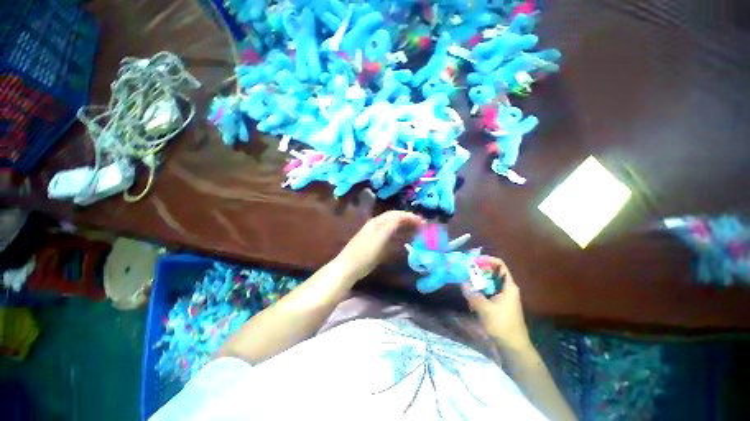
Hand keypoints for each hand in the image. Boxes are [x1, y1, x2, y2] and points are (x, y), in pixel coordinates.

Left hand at [334, 211, 423, 281]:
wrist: (349, 266)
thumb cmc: (366, 252)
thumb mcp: (380, 237)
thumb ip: (391, 224)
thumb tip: (403, 215)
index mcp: (377, 222)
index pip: (396, 214)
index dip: (409, 216)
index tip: (422, 221)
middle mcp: (375, 224)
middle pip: (394, 217)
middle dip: (407, 219)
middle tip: (420, 225)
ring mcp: (373, 232)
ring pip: (391, 225)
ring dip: (403, 225)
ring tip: (414, 230)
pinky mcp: (373, 241)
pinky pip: (388, 232)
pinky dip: (397, 233)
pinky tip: (401, 238)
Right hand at [461, 256, 530, 349]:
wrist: (513, 346)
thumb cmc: (502, 325)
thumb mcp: (485, 309)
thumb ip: (473, 295)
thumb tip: (462, 283)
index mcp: (508, 286)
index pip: (500, 265)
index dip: (487, 260)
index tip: (474, 260)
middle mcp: (507, 288)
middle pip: (493, 272)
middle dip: (479, 270)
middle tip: (466, 270)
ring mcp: (503, 296)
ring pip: (490, 282)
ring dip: (478, 280)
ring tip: (466, 280)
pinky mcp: (499, 304)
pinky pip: (488, 291)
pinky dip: (479, 289)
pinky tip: (471, 293)